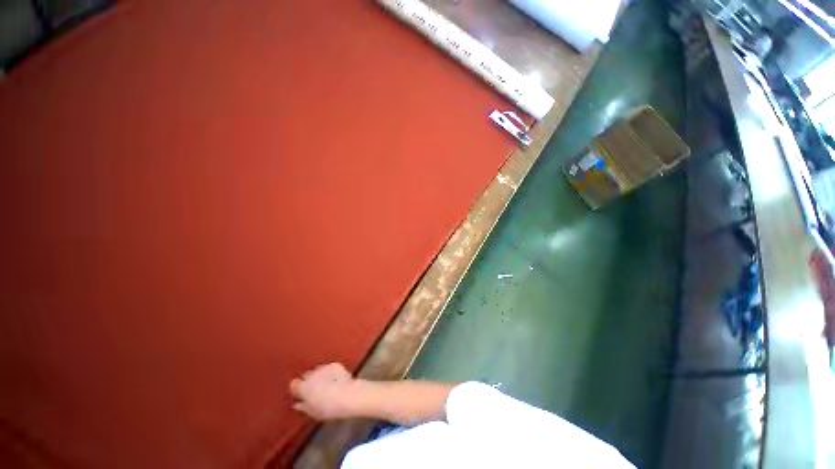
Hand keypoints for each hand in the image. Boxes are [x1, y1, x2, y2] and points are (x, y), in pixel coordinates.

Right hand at [289, 363, 357, 419]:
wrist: (348, 395)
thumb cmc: (328, 408)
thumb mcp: (313, 412)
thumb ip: (303, 406)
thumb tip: (297, 403)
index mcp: (303, 387)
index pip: (294, 384)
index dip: (297, 389)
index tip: (301, 395)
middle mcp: (311, 374)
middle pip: (306, 376)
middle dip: (309, 382)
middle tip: (315, 391)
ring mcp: (324, 367)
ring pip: (317, 371)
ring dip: (319, 376)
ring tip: (327, 385)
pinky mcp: (334, 364)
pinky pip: (328, 368)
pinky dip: (330, 373)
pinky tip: (335, 380)